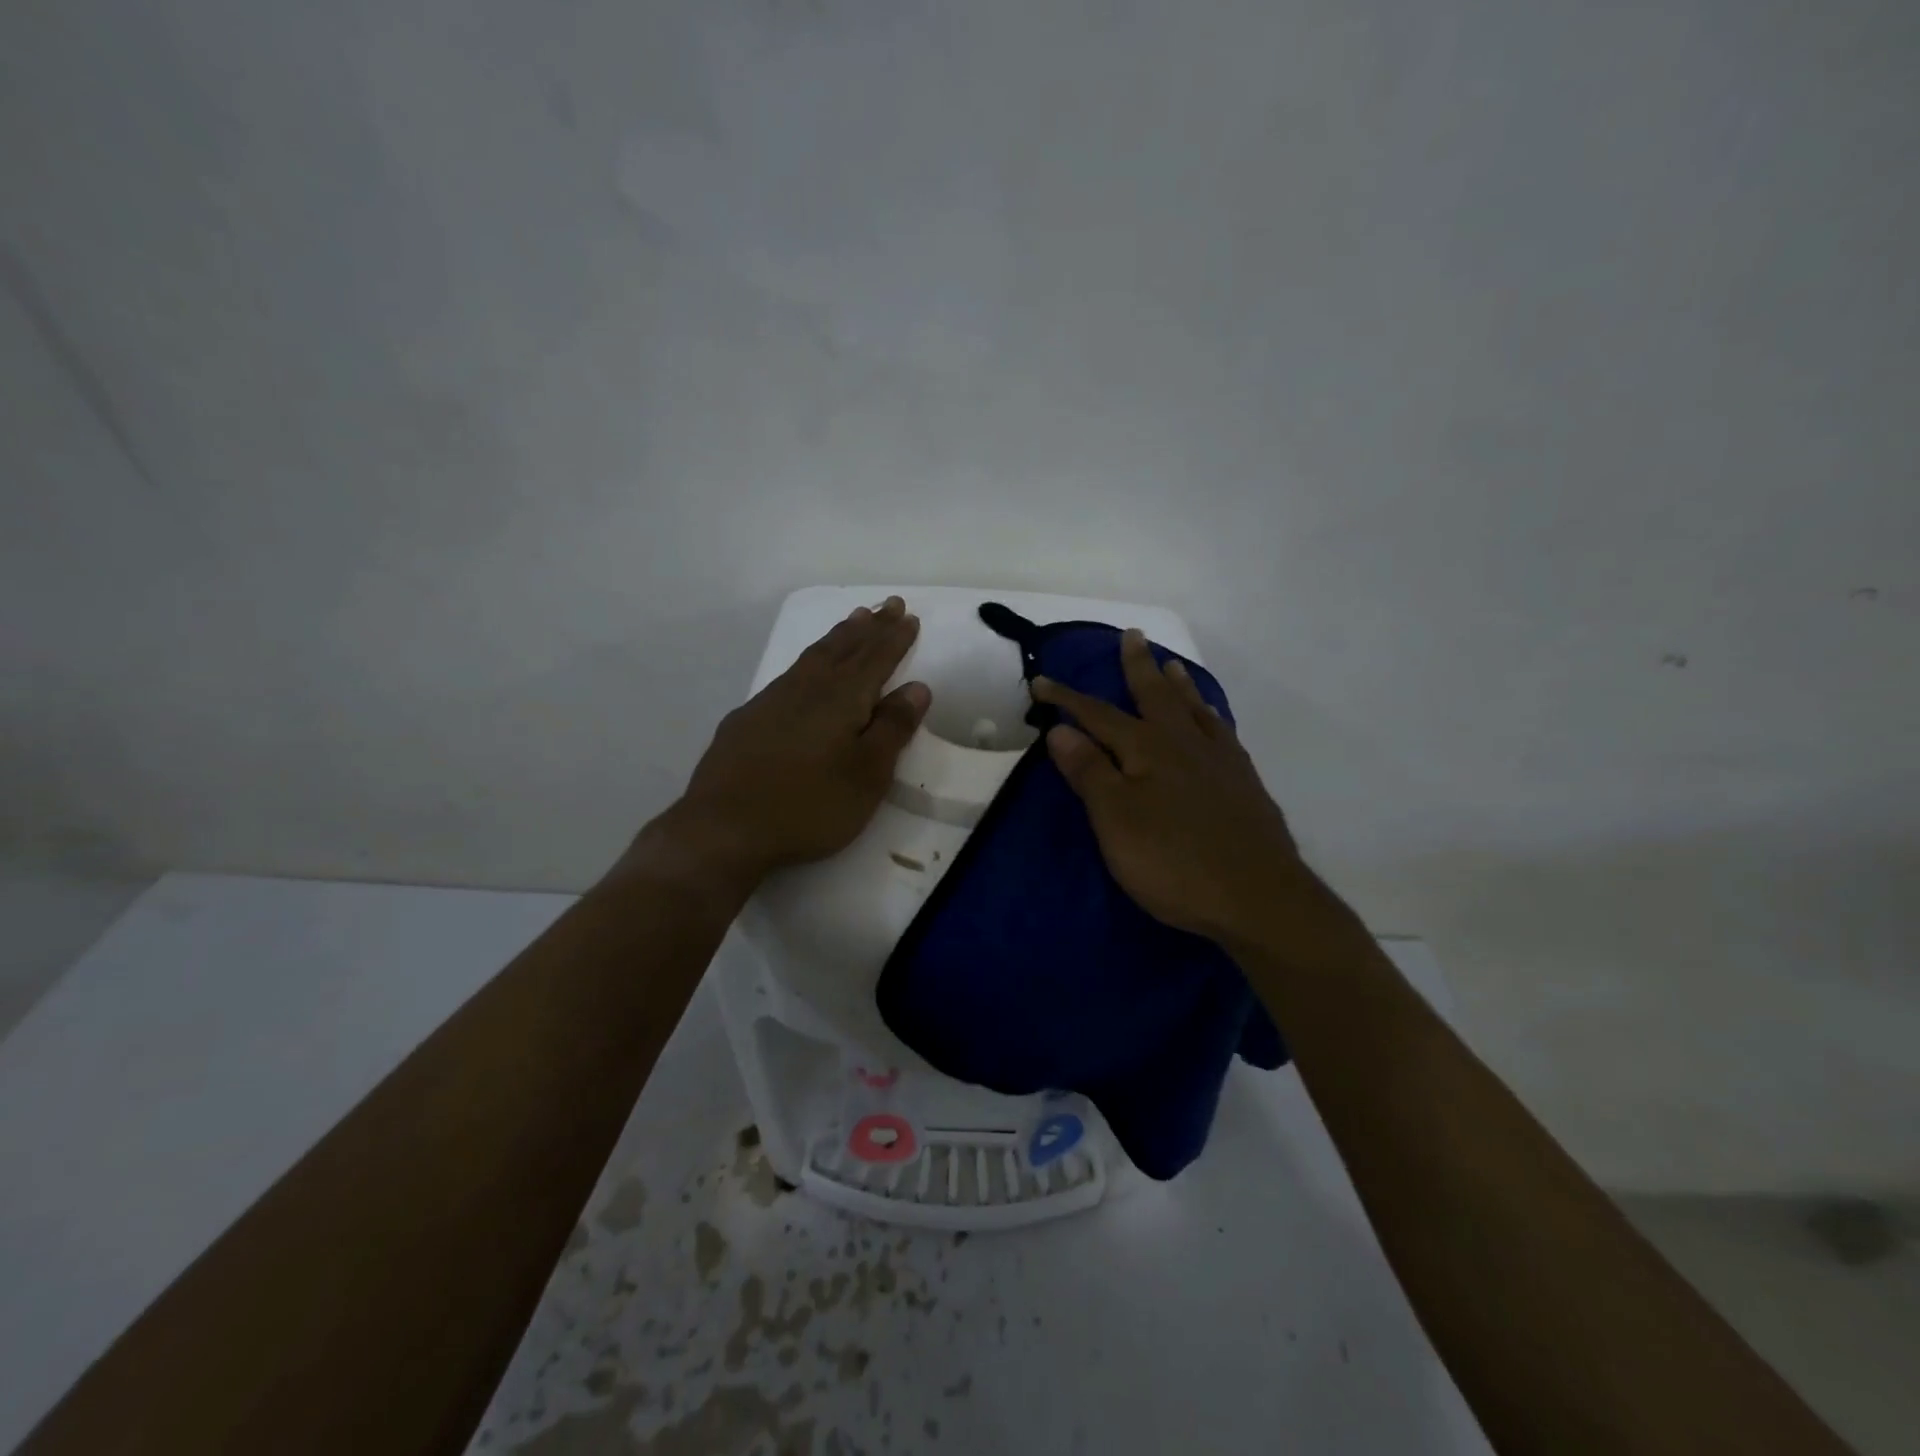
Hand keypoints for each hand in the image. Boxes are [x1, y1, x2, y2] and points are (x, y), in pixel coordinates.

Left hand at [638, 597, 929, 892]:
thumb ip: (892, 728)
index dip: (894, 638)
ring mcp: (771, 701)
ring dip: (838, 636)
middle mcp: (807, 689)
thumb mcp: (867, 775)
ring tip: (853, 620)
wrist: (724, 828)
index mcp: (841, 699)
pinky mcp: (747, 719)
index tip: (908, 616)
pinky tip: (805, 670)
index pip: (875, 659)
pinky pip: (789, 674)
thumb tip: (917, 687)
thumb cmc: (809, 806)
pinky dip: (808, 661)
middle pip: (844, 648)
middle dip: (869, 627)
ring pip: (813, 656)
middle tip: (887, 605)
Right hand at [1033, 629, 1302, 947]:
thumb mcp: (1116, 820)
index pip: (1098, 715)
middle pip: (1156, 695)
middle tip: (1134, 635)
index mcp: (1147, 749)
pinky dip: (1210, 716)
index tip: (1041, 680)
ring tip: (1171, 666)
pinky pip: (1222, 732)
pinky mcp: (1244, 783)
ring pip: (1194, 709)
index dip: (1067, 699)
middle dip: (1139, 666)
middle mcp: (1184, 743)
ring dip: (1178, 685)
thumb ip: (1090, 772)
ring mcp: (1220, 760)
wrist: (1258, 897)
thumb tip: (1061, 730)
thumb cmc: (1173, 861)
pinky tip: (1211, 719)